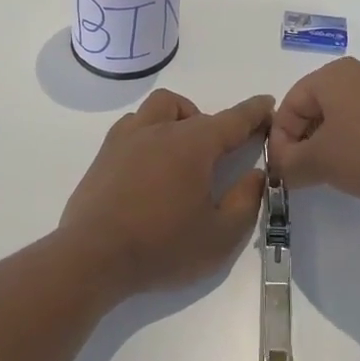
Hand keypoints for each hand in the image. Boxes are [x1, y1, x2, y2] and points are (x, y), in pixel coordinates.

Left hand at [58, 89, 272, 296]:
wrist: (92, 257)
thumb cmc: (161, 246)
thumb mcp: (220, 237)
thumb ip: (245, 202)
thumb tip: (256, 175)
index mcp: (193, 144)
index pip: (233, 119)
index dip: (254, 112)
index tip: (267, 103)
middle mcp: (161, 129)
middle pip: (195, 112)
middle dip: (215, 125)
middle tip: (220, 156)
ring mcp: (128, 138)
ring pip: (160, 108)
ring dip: (179, 118)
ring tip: (184, 151)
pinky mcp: (105, 153)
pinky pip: (133, 125)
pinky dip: (150, 132)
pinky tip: (150, 162)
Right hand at [268, 59, 359, 215]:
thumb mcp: (319, 161)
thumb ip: (288, 164)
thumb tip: (278, 168)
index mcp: (332, 74)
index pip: (289, 105)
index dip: (280, 140)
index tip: (283, 173)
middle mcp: (355, 75)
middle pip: (312, 110)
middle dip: (302, 143)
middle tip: (302, 176)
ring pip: (338, 120)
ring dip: (326, 148)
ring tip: (328, 176)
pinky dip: (352, 147)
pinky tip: (358, 171)